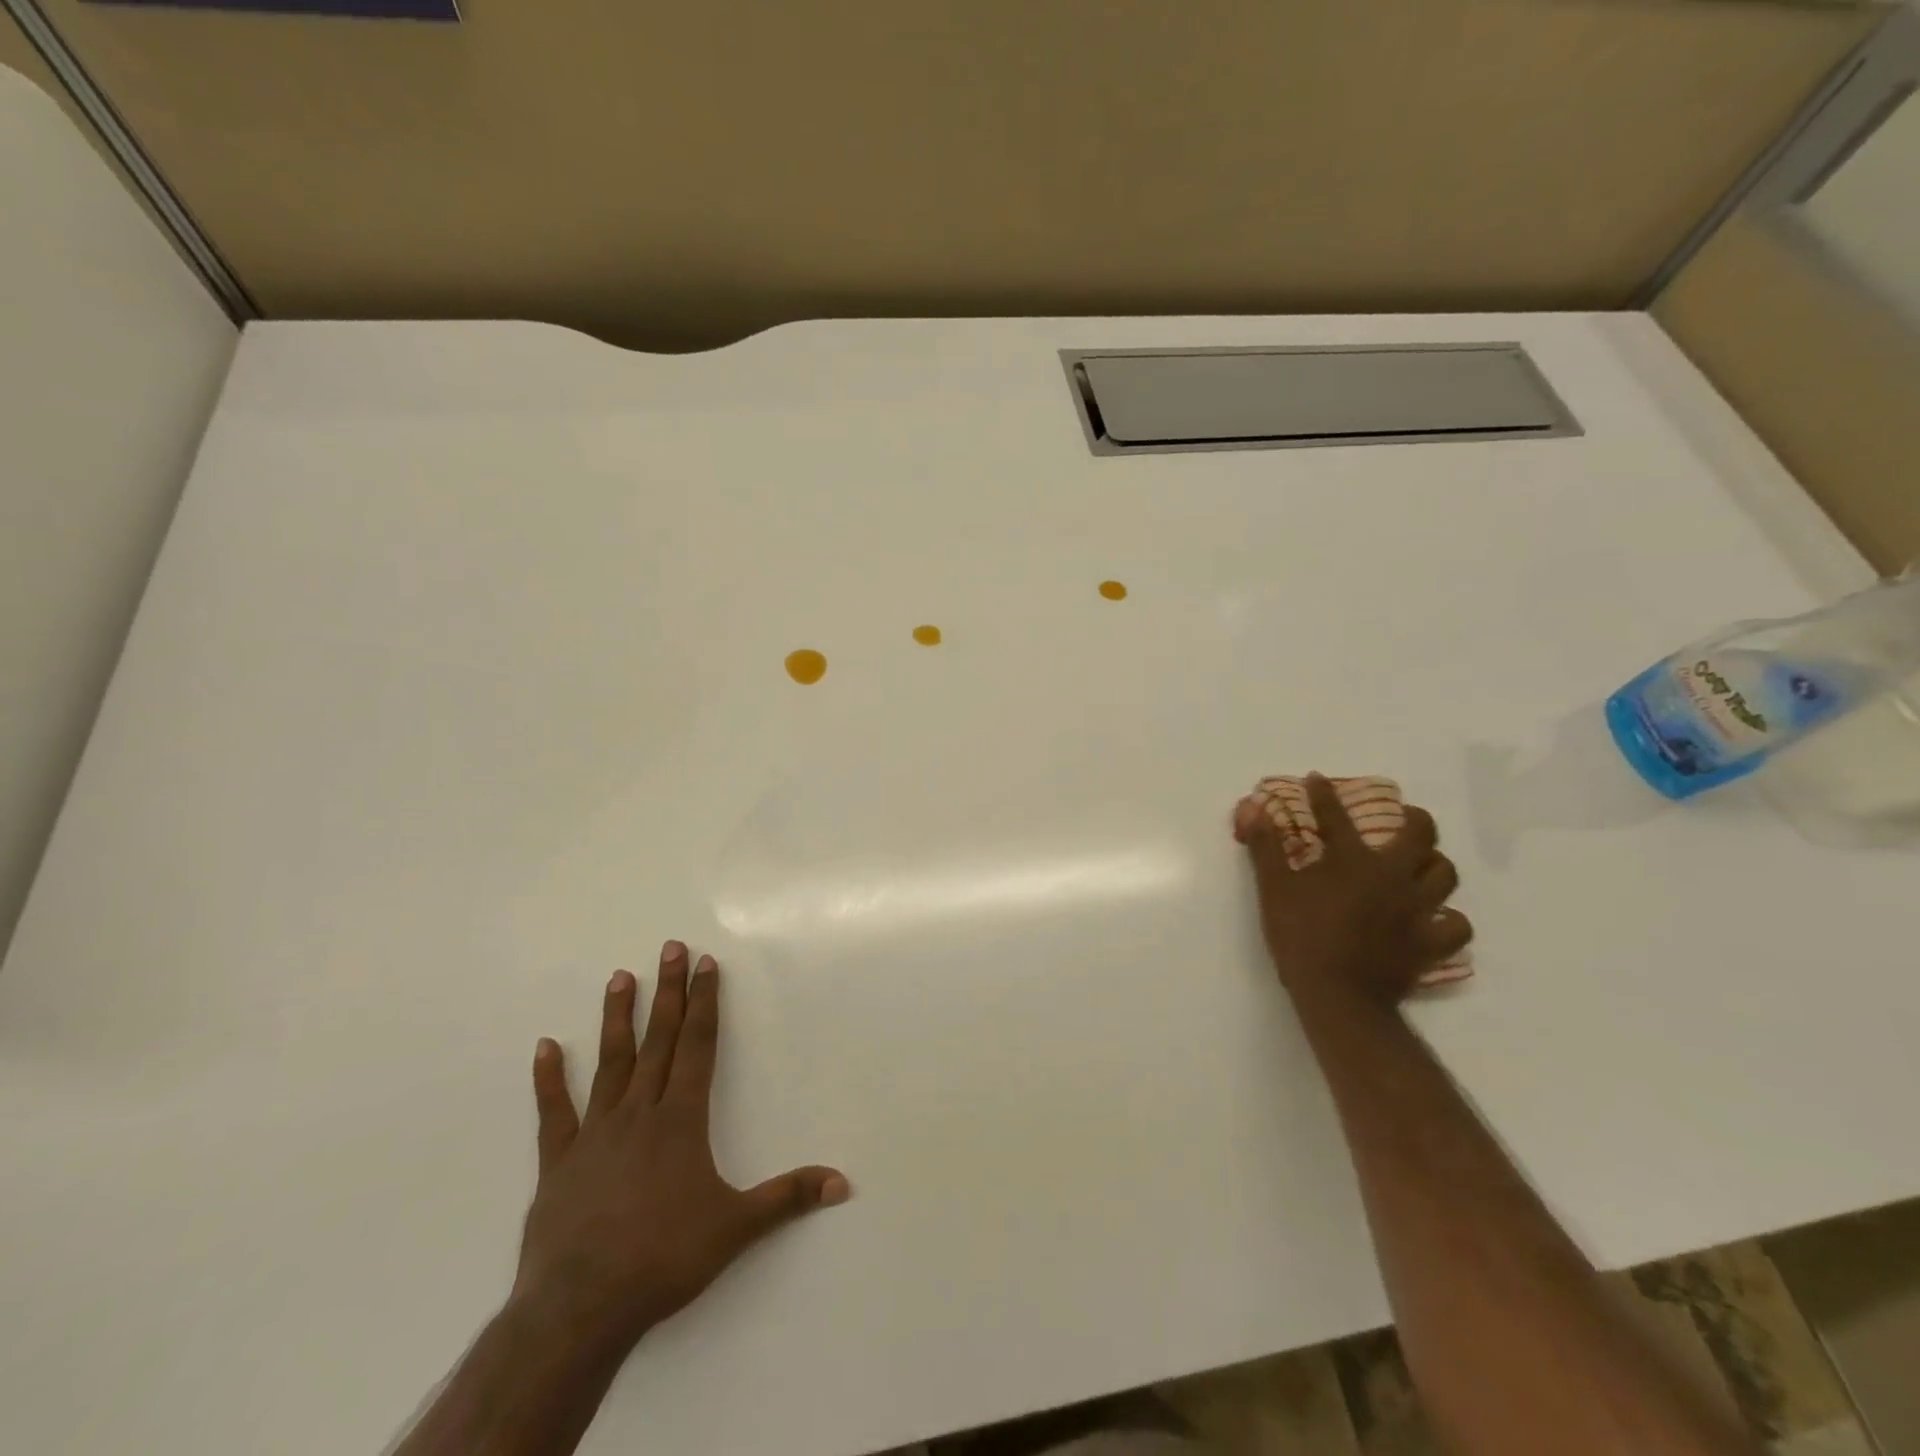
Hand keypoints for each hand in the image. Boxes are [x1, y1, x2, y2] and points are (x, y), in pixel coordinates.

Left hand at [512, 942, 848, 1353]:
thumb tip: (843, 1182)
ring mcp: (596, 1134)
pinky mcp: (559, 1162)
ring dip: (618, 1018)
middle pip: (659, 1040)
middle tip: (669, 948)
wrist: (580, 1308)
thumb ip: (788, 1197)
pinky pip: (554, 1113)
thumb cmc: (664, 1258)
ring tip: (620, 977)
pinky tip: (545, 1046)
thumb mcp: (736, 1227)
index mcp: (681, 1120)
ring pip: (611, 1063)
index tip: (705, 964)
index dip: (705, 1003)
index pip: (699, 1046)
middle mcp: (640, 1113)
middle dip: (669, 992)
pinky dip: (549, 1079)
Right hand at [1235, 774, 1471, 1010]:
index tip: (1317, 780)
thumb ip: (1266, 846)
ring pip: (1445, 875)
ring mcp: (1418, 910)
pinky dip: (1448, 918)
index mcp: (1353, 861)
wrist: (1338, 995)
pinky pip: (1455, 925)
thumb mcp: (1273, 888)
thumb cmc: (1301, 935)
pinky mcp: (1430, 944)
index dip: (1324, 795)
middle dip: (1413, 819)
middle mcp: (1394, 877)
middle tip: (1403, 817)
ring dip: (1434, 863)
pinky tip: (1433, 917)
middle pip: (1420, 836)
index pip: (1336, 816)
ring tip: (1421, 863)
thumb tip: (1253, 807)